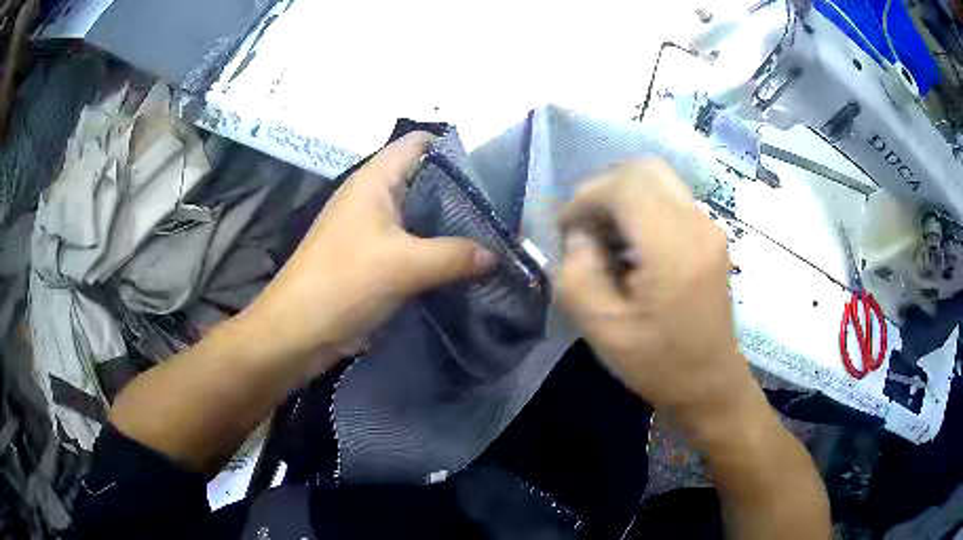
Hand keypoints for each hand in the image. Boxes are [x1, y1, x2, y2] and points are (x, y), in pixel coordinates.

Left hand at [237, 132, 495, 367]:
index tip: (492, 172)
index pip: (419, 143)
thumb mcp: (403, 265)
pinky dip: (437, 251)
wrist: (299, 331)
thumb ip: (454, 256)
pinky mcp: (374, 258)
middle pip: (425, 180)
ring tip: (492, 237)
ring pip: (421, 216)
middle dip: (462, 193)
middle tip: (501, 211)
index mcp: (375, 180)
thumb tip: (495, 255)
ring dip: (451, 226)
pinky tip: (465, 264)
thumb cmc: (343, 282)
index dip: (455, 149)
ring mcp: (373, 229)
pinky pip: (414, 245)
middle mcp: (374, 197)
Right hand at [556, 160, 750, 414]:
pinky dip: (641, 207)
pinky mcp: (710, 234)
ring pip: (657, 179)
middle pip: (644, 169)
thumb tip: (579, 235)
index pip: (624, 185)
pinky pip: (669, 198)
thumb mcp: (603, 330)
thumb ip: (578, 275)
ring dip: (622, 196)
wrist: (711, 384)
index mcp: (674, 248)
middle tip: (584, 226)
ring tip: (604, 237)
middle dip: (604, 188)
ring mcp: (709, 226)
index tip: (566, 230)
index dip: (585, 197)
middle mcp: (698, 224)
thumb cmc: (660, 365)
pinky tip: (630, 244)